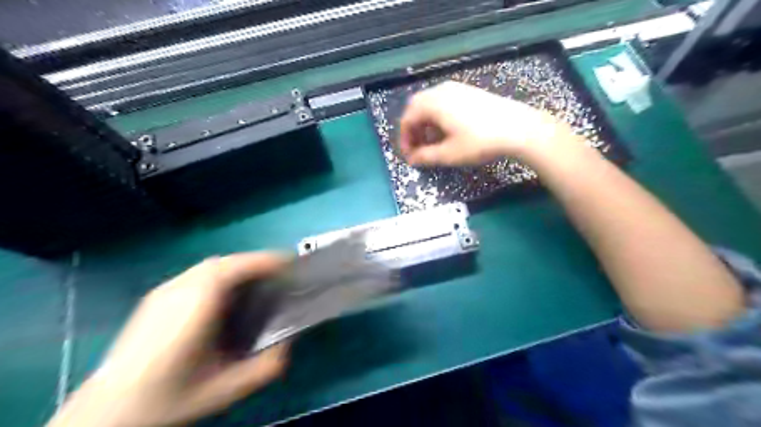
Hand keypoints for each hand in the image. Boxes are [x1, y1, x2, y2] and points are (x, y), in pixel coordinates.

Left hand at [46, 253, 290, 426]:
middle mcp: (179, 290)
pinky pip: (198, 274)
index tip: (291, 263)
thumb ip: (266, 367)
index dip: (266, 261)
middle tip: (279, 276)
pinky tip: (227, 295)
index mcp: (196, 307)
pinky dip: (221, 274)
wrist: (108, 412)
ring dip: (239, 268)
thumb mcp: (226, 389)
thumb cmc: (169, 397)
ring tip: (258, 283)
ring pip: (211, 266)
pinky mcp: (156, 296)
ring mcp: (164, 290)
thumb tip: (290, 341)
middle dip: (256, 263)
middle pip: (226, 262)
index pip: (235, 267)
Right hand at [399, 80, 576, 164]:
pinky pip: (444, 101)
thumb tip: (412, 160)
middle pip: (416, 107)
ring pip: (430, 103)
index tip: (409, 156)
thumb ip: (426, 157)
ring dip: (425, 122)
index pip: (407, 119)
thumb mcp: (449, 154)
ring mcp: (456, 88)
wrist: (518, 127)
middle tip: (417, 147)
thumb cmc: (480, 141)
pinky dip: (438, 116)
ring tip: (432, 141)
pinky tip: (448, 130)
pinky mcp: (469, 91)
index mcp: (432, 103)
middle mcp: (440, 90)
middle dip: (413, 129)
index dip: (404, 139)